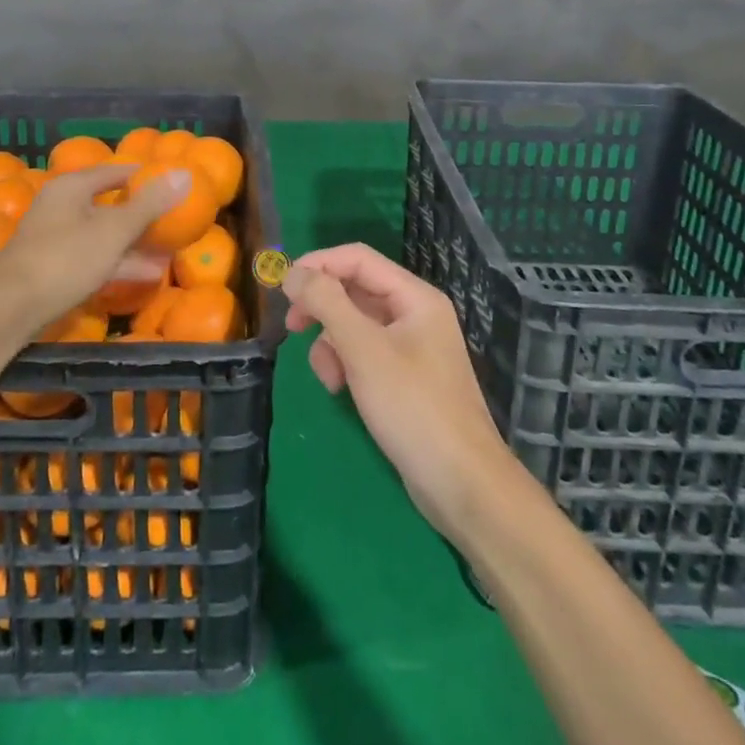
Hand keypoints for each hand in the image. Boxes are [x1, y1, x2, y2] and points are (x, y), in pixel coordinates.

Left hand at [0, 164, 187, 330]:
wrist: (9, 310)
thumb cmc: (65, 259)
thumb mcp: (114, 230)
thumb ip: (149, 204)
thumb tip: (184, 173)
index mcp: (72, 188)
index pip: (114, 171)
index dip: (143, 176)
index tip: (171, 183)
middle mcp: (61, 206)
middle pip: (108, 203)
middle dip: (141, 214)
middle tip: (174, 219)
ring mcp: (55, 239)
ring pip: (102, 234)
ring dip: (134, 243)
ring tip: (169, 252)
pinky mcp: (53, 268)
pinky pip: (94, 257)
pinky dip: (119, 262)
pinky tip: (147, 275)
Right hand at [286, 243, 517, 537]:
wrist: (462, 485)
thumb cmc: (413, 407)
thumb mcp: (363, 350)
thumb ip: (327, 303)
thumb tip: (293, 272)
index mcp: (414, 297)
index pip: (357, 258)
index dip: (318, 264)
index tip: (283, 286)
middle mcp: (415, 313)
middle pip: (355, 290)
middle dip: (322, 308)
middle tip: (292, 327)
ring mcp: (411, 347)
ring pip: (355, 324)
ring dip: (331, 343)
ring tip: (328, 376)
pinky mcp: (404, 377)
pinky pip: (364, 353)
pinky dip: (346, 364)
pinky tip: (340, 389)